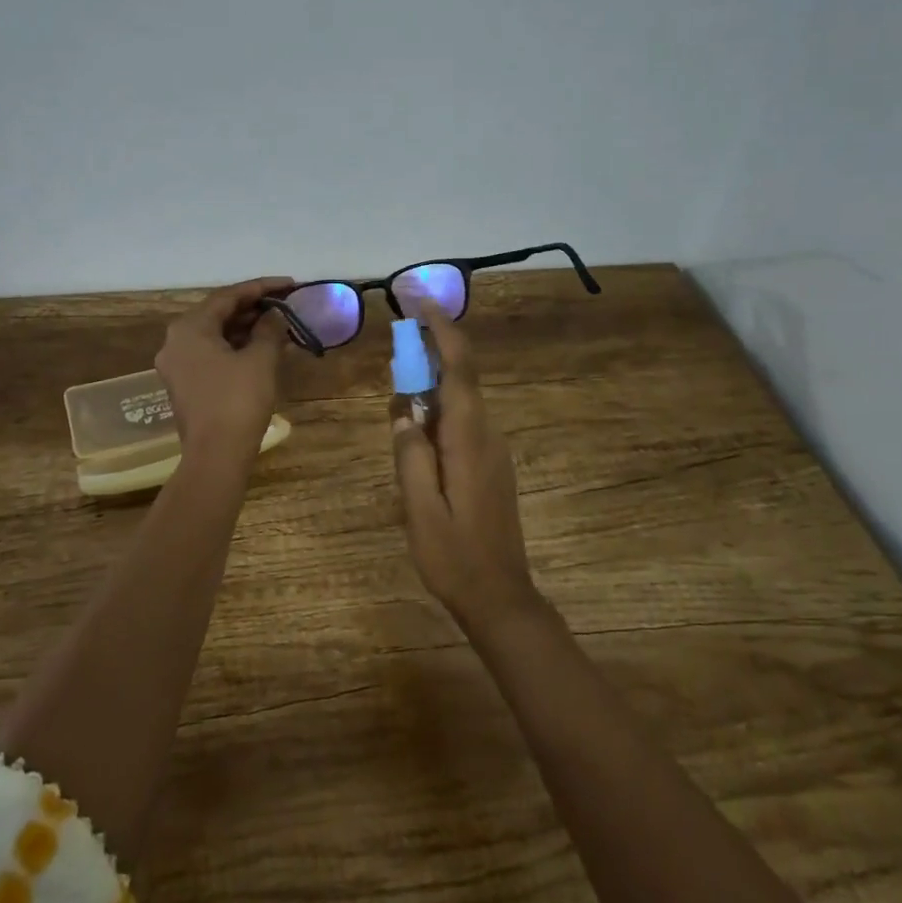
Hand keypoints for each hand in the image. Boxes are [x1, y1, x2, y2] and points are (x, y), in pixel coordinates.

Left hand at [155, 277, 291, 464]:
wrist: (215, 456)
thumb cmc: (237, 400)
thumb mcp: (260, 359)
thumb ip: (269, 329)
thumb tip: (275, 315)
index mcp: (189, 328)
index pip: (228, 296)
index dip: (262, 287)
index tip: (290, 284)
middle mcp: (176, 341)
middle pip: (218, 314)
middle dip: (254, 308)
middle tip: (286, 304)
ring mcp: (178, 365)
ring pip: (216, 336)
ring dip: (247, 329)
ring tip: (280, 326)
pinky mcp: (185, 385)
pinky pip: (212, 355)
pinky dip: (237, 348)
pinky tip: (263, 349)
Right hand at [392, 302, 544, 634]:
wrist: (501, 596)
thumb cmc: (454, 555)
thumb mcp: (418, 508)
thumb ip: (409, 455)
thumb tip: (403, 412)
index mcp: (469, 439)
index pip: (460, 371)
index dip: (444, 333)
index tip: (423, 306)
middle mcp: (487, 435)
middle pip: (462, 379)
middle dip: (433, 353)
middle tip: (400, 342)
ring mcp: (493, 451)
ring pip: (462, 401)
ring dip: (434, 383)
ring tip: (401, 384)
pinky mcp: (491, 465)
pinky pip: (464, 423)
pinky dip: (441, 410)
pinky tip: (419, 427)